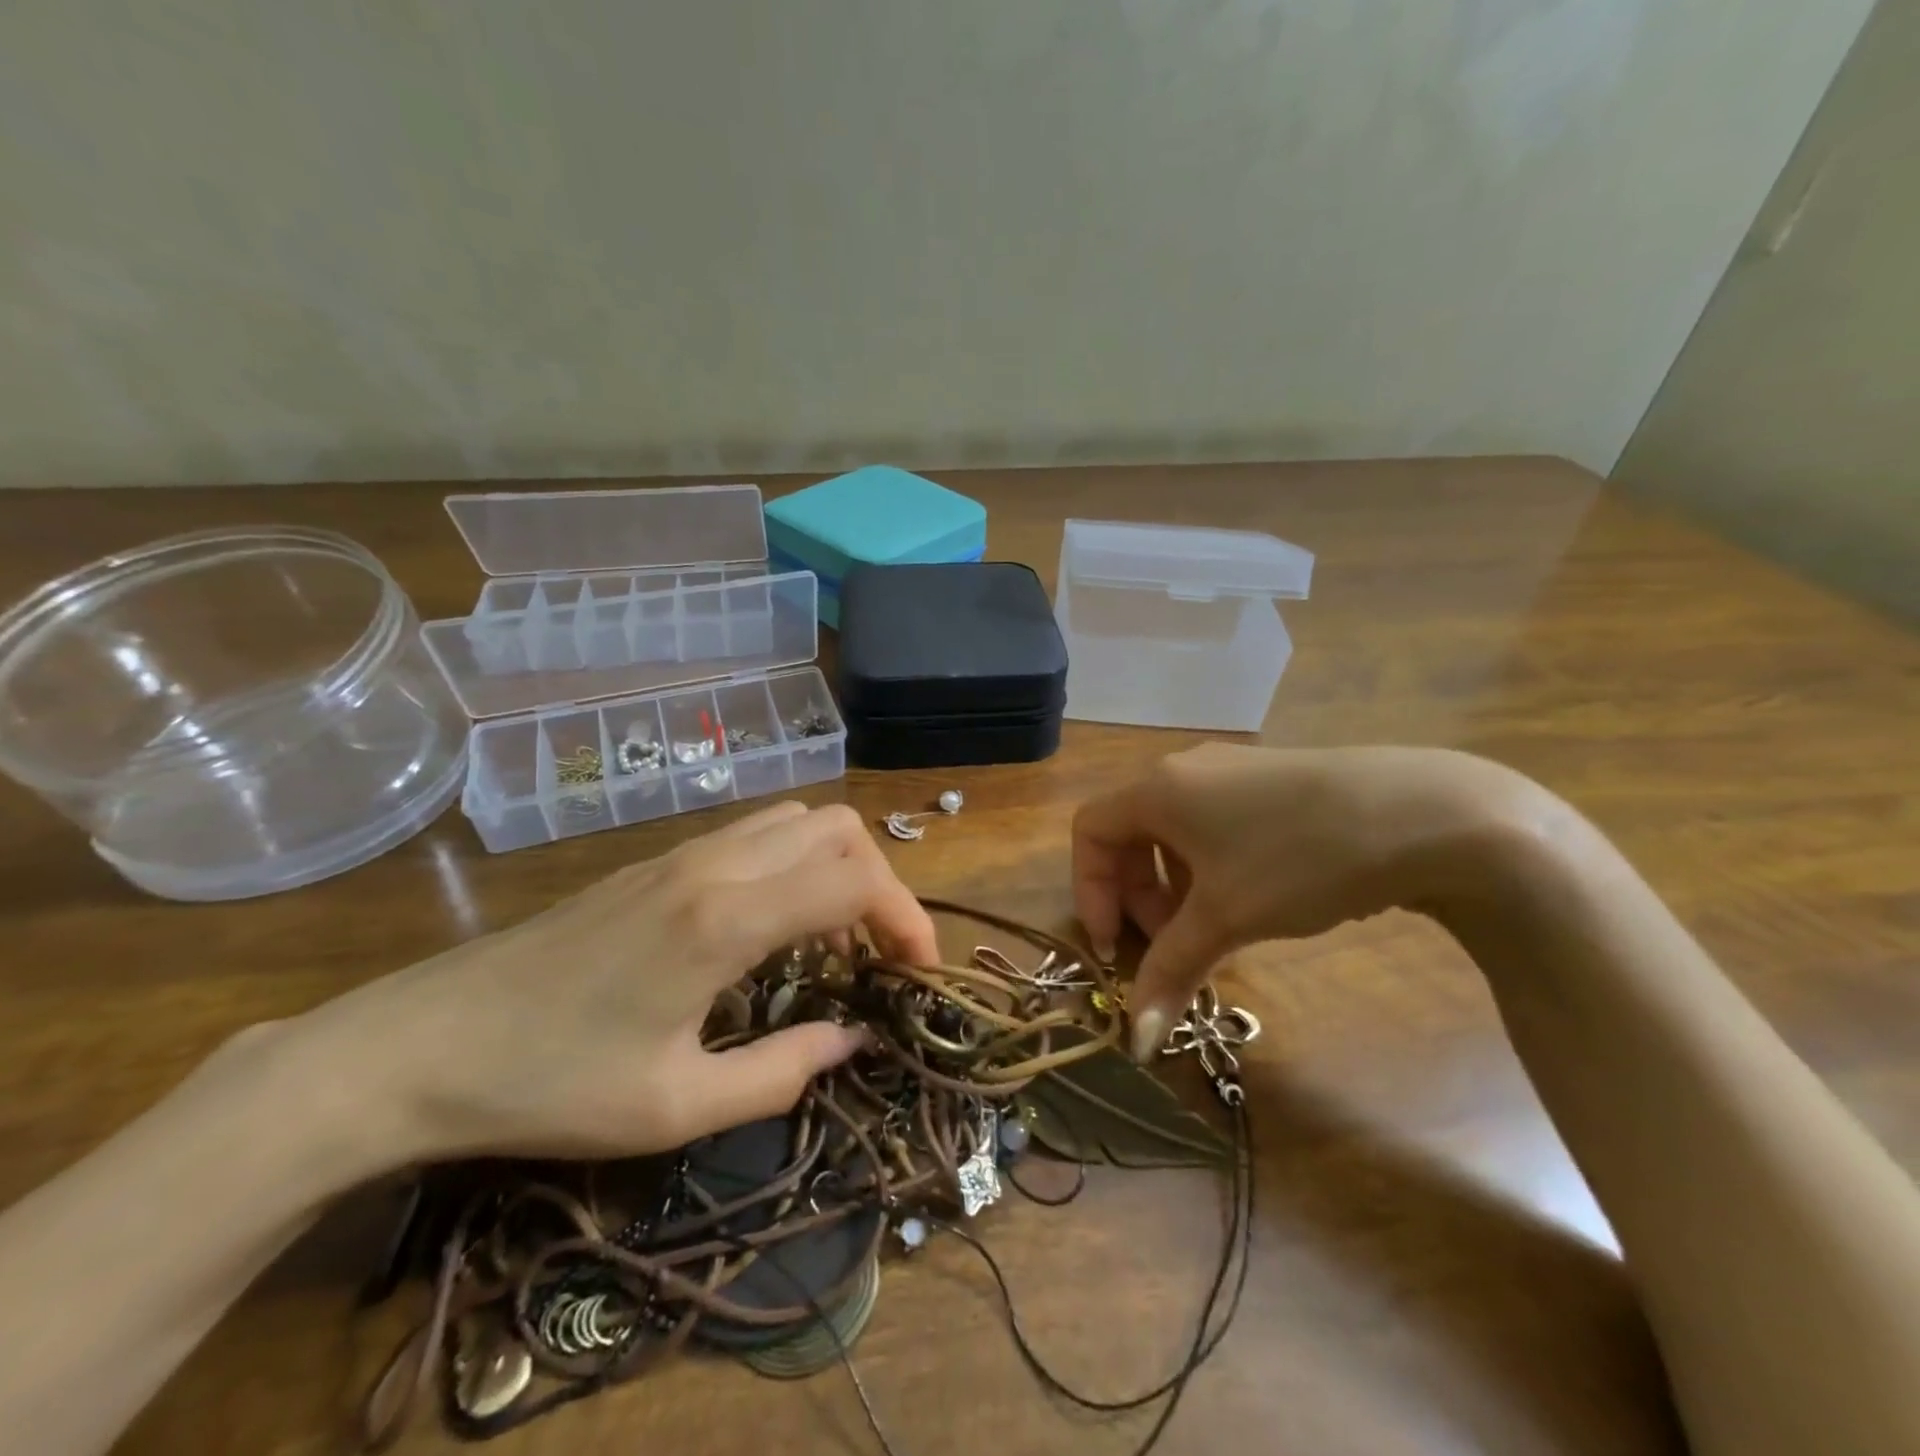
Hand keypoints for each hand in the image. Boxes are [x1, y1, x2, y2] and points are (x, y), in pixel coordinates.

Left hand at [296, 801, 938, 1164]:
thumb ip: (781, 1073)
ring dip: (839, 866)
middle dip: (881, 883)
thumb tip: (851, 1040)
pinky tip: (778, 924)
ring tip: (836, 939)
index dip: (906, 918)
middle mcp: (716, 864)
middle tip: (879, 954)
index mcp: (727, 918)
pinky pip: (758, 834)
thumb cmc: (550, 1084)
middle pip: (838, 828)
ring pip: (799, 819)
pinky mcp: (659, 860)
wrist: (420, 1045)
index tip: (918, 973)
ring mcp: (684, 853)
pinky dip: (797, 863)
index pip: (856, 880)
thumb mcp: (676, 1108)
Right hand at [1071, 744, 1545, 1057]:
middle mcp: (1185, 770)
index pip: (1090, 831)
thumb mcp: (1228, 917)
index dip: (1090, 891)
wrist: (1429, 816)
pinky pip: (1214, 825)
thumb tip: (1135, 1041)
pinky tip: (1253, 899)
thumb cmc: (1300, 859)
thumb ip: (1170, 971)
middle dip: (1136, 895)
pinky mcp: (1271, 781)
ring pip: (1175, 832)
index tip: (1117, 946)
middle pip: (1130, 832)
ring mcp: (1232, 771)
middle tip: (1170, 945)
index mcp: (1157, 788)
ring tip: (1213, 929)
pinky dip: (1210, 868)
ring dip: (1174, 886)